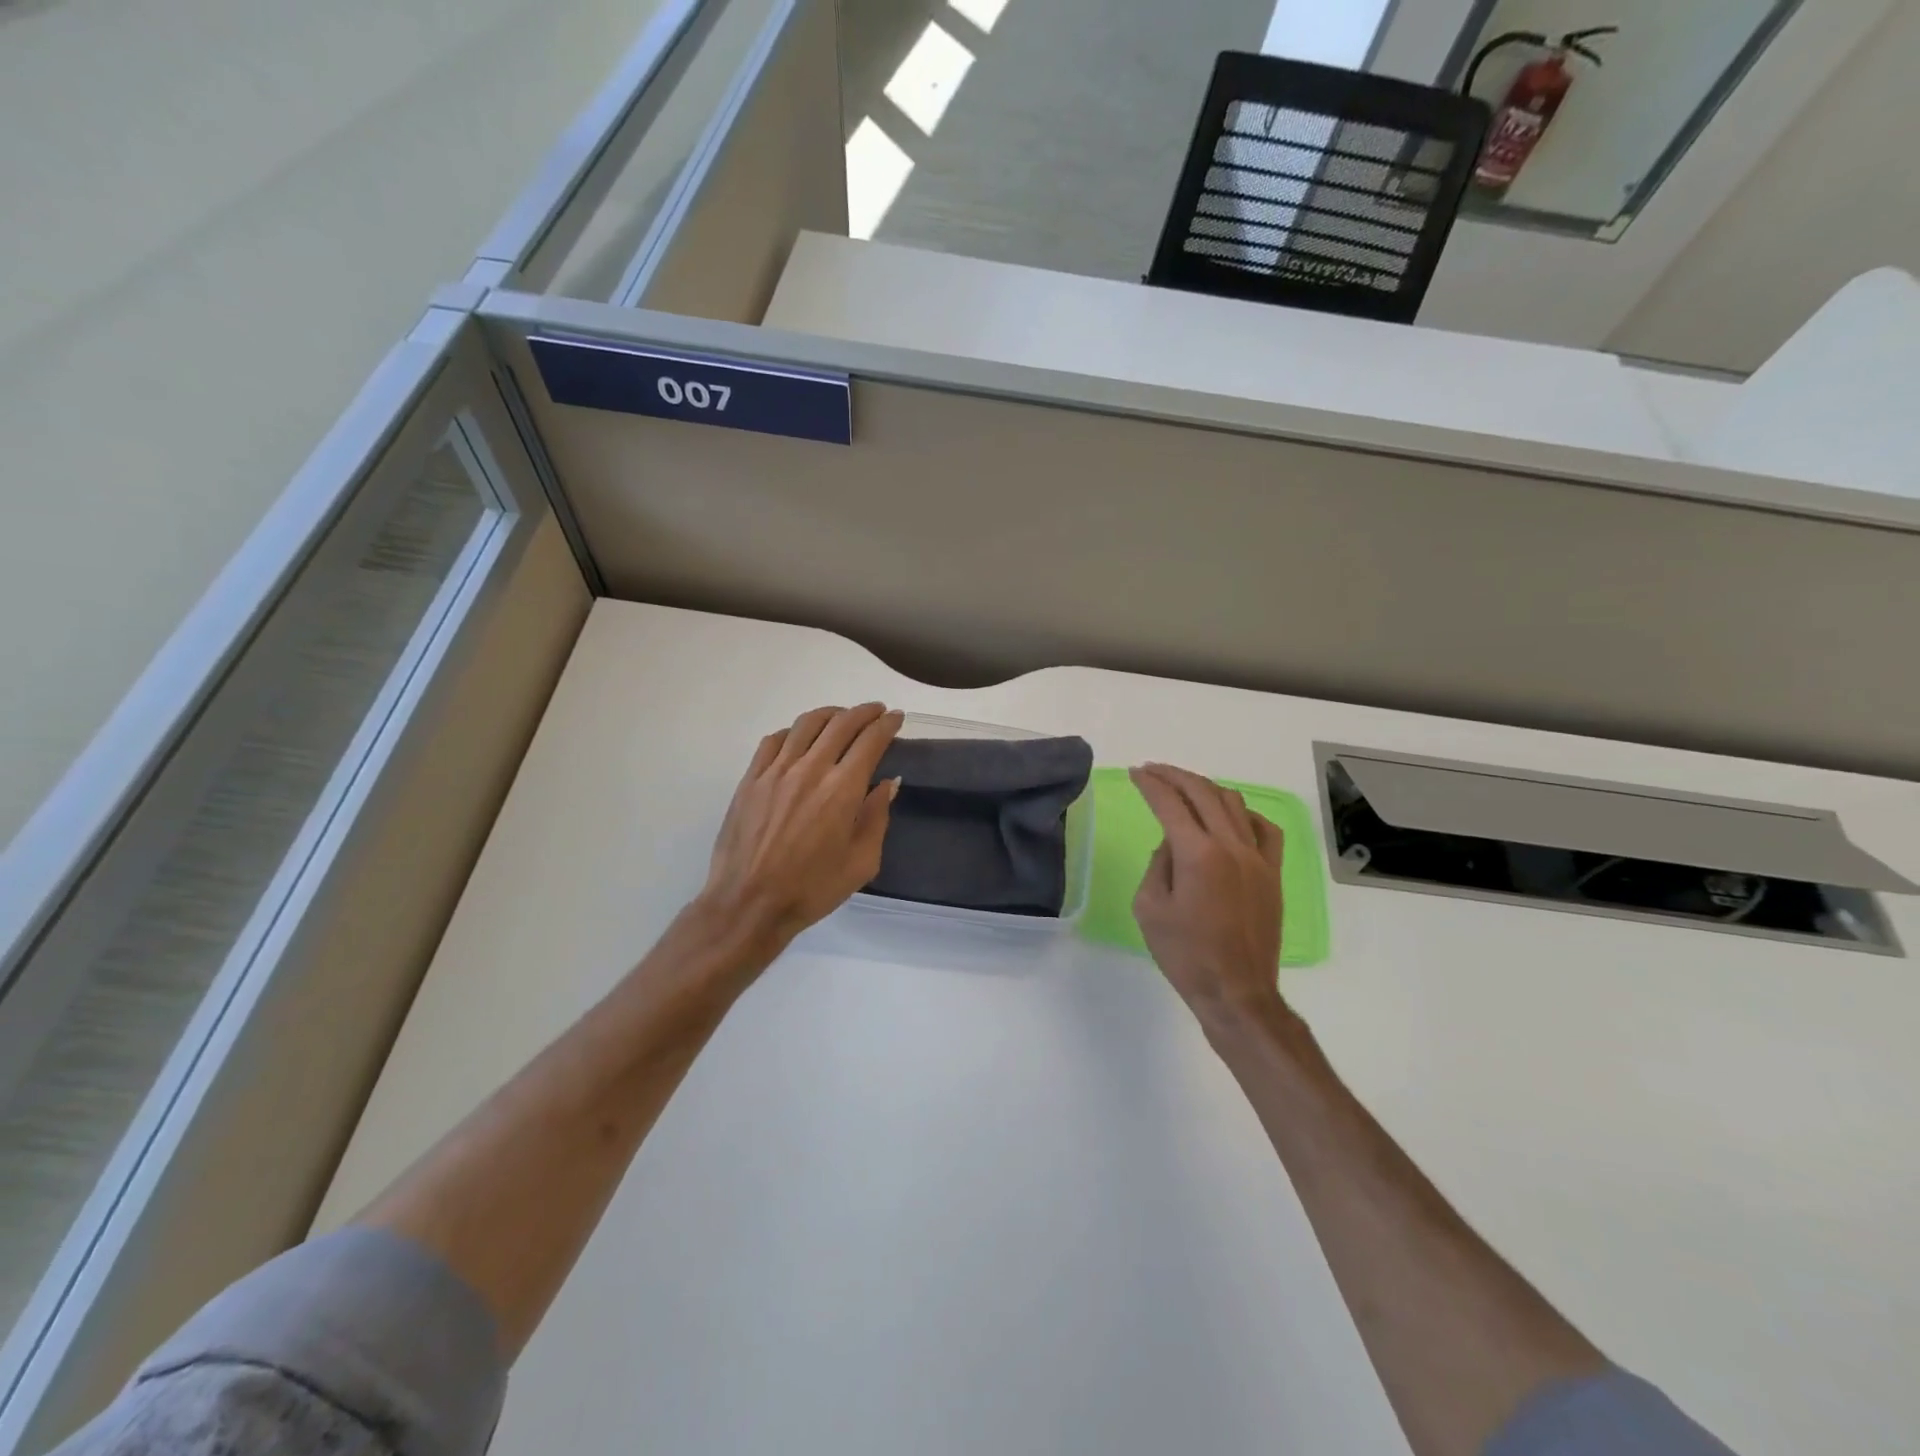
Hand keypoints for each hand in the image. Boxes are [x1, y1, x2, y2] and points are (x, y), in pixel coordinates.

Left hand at [699, 703, 903, 950]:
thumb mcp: (861, 862)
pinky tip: (799, 738)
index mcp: (842, 789)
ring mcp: (776, 771)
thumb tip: (887, 783)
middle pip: (840, 723)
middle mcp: (810, 769)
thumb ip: (876, 817)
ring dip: (829, 714)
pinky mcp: (751, 779)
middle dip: (864, 712)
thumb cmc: (812, 889)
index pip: (870, 741)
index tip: (896, 717)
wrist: (749, 903)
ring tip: (841, 717)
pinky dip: (793, 731)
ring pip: (805, 724)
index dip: (887, 724)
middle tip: (876, 711)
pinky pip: (773, 741)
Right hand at [1130, 763, 1286, 1027]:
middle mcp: (1231, 846)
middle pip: (1203, 792)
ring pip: (1234, 803)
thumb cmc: (1185, 955)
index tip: (1136, 774)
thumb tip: (1172, 844)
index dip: (1150, 784)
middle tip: (1154, 771)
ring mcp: (1258, 858)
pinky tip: (1230, 817)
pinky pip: (1264, 829)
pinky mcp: (1273, 874)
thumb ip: (1158, 865)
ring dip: (1206, 789)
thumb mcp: (1149, 909)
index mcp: (1198, 854)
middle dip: (1175, 776)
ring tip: (1185, 789)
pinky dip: (1243, 814)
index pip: (1170, 803)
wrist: (1237, 992)